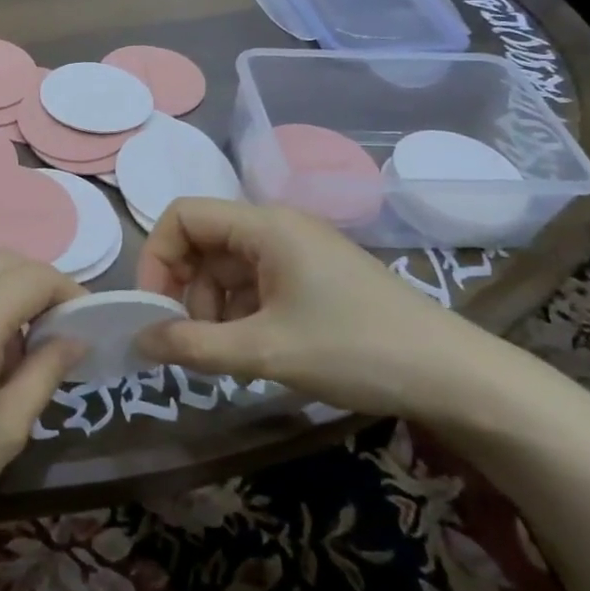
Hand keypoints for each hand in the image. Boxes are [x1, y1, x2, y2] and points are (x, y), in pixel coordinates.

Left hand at [0, 254, 84, 570]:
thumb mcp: (6, 429)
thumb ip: (46, 372)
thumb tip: (75, 337)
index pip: (35, 276)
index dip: (70, 292)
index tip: (87, 323)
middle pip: (4, 261)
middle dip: (40, 284)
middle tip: (58, 331)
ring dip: (7, 292)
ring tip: (18, 349)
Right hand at [134, 198, 493, 418]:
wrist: (452, 375)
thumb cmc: (355, 350)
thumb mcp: (265, 352)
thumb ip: (194, 346)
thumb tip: (137, 341)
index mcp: (264, 226)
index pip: (183, 216)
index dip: (157, 258)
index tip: (155, 311)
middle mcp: (277, 227)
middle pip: (203, 242)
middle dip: (185, 291)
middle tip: (190, 342)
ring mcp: (298, 251)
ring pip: (228, 267)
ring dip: (213, 308)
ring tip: (228, 355)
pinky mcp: (313, 275)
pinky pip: (256, 283)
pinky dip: (241, 314)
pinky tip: (255, 351)